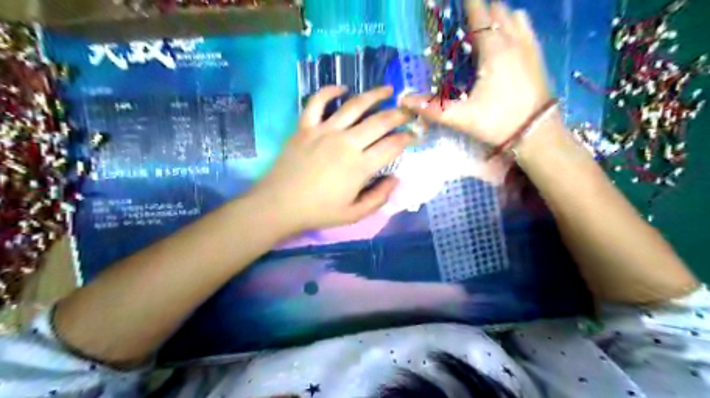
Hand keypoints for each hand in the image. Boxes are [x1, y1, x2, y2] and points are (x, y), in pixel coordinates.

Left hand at [252, 85, 413, 231]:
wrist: (279, 205)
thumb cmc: (318, 212)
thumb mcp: (354, 214)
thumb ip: (379, 198)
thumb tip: (396, 179)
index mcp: (360, 166)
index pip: (392, 146)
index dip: (407, 138)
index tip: (413, 135)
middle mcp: (346, 142)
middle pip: (379, 121)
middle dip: (398, 115)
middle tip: (407, 112)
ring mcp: (324, 131)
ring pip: (354, 105)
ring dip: (374, 95)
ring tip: (387, 90)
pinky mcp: (305, 127)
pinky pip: (317, 102)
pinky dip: (330, 91)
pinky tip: (342, 88)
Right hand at [402, 0, 551, 144]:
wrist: (537, 134)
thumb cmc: (499, 122)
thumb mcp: (462, 118)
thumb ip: (432, 108)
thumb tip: (403, 100)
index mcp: (494, 50)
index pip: (479, 14)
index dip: (468, 2)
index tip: (457, 0)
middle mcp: (514, 40)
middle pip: (497, 9)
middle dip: (480, 9)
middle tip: (463, 20)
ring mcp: (529, 46)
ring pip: (515, 15)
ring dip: (498, 15)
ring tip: (482, 27)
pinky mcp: (538, 55)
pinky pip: (526, 27)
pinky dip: (513, 24)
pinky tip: (504, 39)